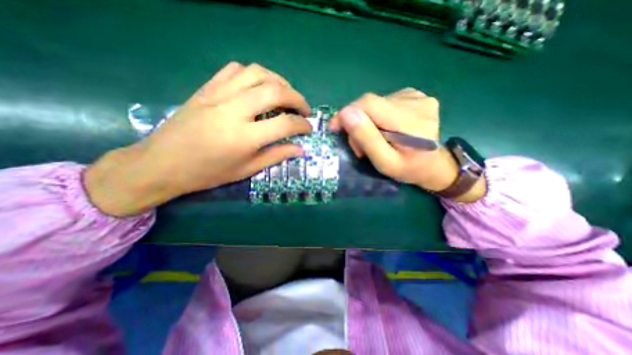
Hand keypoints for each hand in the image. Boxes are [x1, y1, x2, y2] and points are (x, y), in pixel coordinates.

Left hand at [86, 60, 313, 214]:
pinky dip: (255, 74)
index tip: (309, 128)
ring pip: (257, 73)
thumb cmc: (208, 173)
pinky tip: (259, 86)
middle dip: (297, 98)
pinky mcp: (207, 88)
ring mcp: (218, 94)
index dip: (302, 124)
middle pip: (275, 91)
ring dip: (279, 81)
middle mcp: (233, 110)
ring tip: (286, 94)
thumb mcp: (246, 170)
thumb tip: (300, 149)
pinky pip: (235, 69)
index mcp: (244, 138)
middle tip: (304, 108)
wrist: (162, 163)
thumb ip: (276, 156)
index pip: (285, 124)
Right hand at [328, 89, 484, 201]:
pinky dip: (376, 116)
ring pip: (376, 103)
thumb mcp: (384, 162)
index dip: (347, 113)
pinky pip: (385, 103)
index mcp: (412, 122)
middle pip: (371, 103)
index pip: (369, 104)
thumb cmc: (408, 170)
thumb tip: (346, 113)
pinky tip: (383, 129)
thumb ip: (367, 138)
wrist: (434, 165)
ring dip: (366, 121)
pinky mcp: (415, 96)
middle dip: (357, 123)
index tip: (335, 127)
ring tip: (373, 140)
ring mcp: (418, 96)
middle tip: (358, 145)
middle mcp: (417, 102)